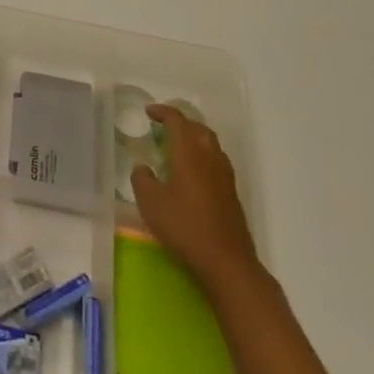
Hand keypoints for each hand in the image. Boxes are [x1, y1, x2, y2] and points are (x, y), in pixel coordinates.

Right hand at [130, 105, 260, 291]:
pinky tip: (193, 173)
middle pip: (197, 127)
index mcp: (188, 151)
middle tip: (163, 126)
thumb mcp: (150, 203)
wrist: (227, 262)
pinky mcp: (232, 193)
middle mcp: (209, 156)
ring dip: (194, 138)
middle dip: (181, 122)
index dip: (162, 112)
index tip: (148, 112)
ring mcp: (224, 175)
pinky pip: (216, 161)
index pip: (177, 120)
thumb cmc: (184, 226)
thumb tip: (143, 167)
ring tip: (177, 147)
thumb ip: (142, 179)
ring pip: (210, 143)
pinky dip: (203, 156)